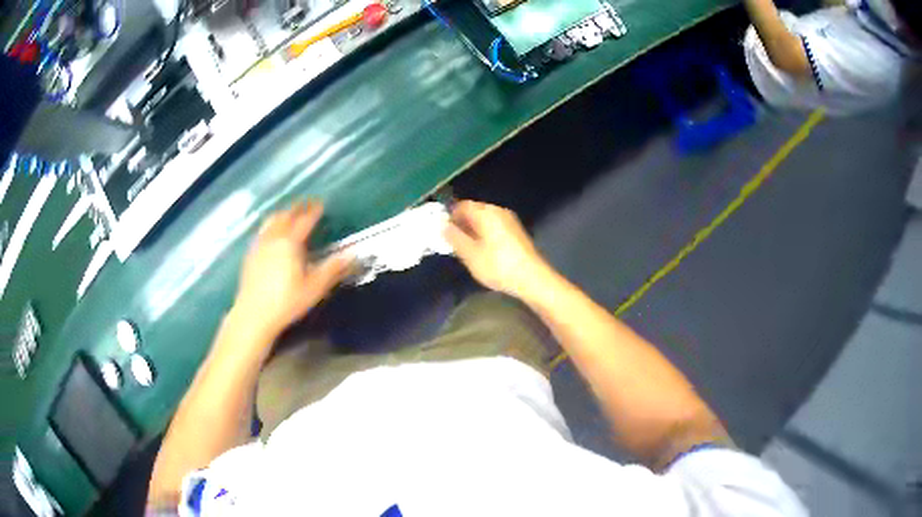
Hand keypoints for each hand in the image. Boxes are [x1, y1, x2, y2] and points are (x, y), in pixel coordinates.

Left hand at [234, 201, 351, 336]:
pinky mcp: (250, 255)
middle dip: (296, 208)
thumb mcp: (314, 288)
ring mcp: (259, 246)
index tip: (320, 204)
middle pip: (285, 217)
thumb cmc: (286, 302)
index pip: (304, 221)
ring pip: (270, 222)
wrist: (253, 314)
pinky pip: (261, 232)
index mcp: (290, 243)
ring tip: (288, 214)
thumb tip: (352, 254)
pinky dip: (269, 226)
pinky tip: (270, 235)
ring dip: (281, 215)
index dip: (313, 212)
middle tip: (305, 204)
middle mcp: (273, 239)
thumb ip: (333, 268)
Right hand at [444, 200, 551, 298]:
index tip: (441, 231)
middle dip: (461, 224)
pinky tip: (482, 252)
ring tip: (465, 249)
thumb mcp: (470, 254)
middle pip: (475, 211)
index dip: (450, 216)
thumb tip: (443, 226)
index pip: (462, 205)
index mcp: (486, 212)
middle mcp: (499, 211)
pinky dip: (485, 235)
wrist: (533, 278)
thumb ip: (455, 237)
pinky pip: (495, 228)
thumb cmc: (498, 265)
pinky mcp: (517, 233)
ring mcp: (510, 221)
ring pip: (485, 220)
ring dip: (473, 231)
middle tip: (451, 242)